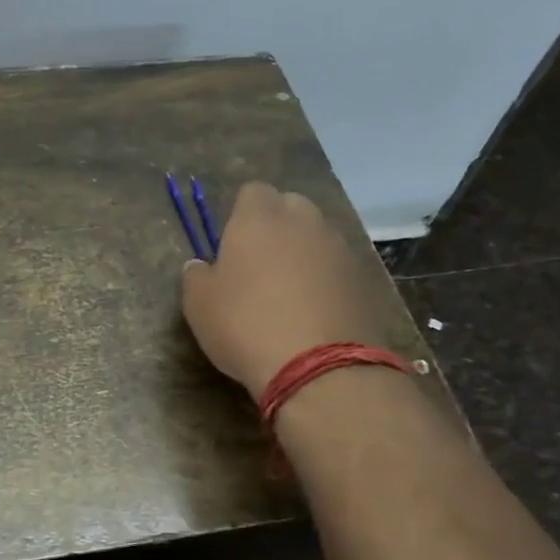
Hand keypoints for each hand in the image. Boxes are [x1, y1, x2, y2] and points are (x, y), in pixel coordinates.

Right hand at [180, 182, 398, 400]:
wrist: (319, 367)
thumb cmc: (245, 325)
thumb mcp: (199, 305)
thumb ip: (196, 276)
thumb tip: (200, 266)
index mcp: (258, 218)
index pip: (252, 191)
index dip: (241, 214)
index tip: (231, 245)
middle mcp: (303, 221)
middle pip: (290, 206)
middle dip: (276, 226)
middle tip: (259, 265)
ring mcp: (338, 248)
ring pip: (316, 236)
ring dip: (302, 254)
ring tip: (288, 292)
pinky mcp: (362, 279)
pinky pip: (336, 268)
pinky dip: (325, 280)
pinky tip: (313, 312)